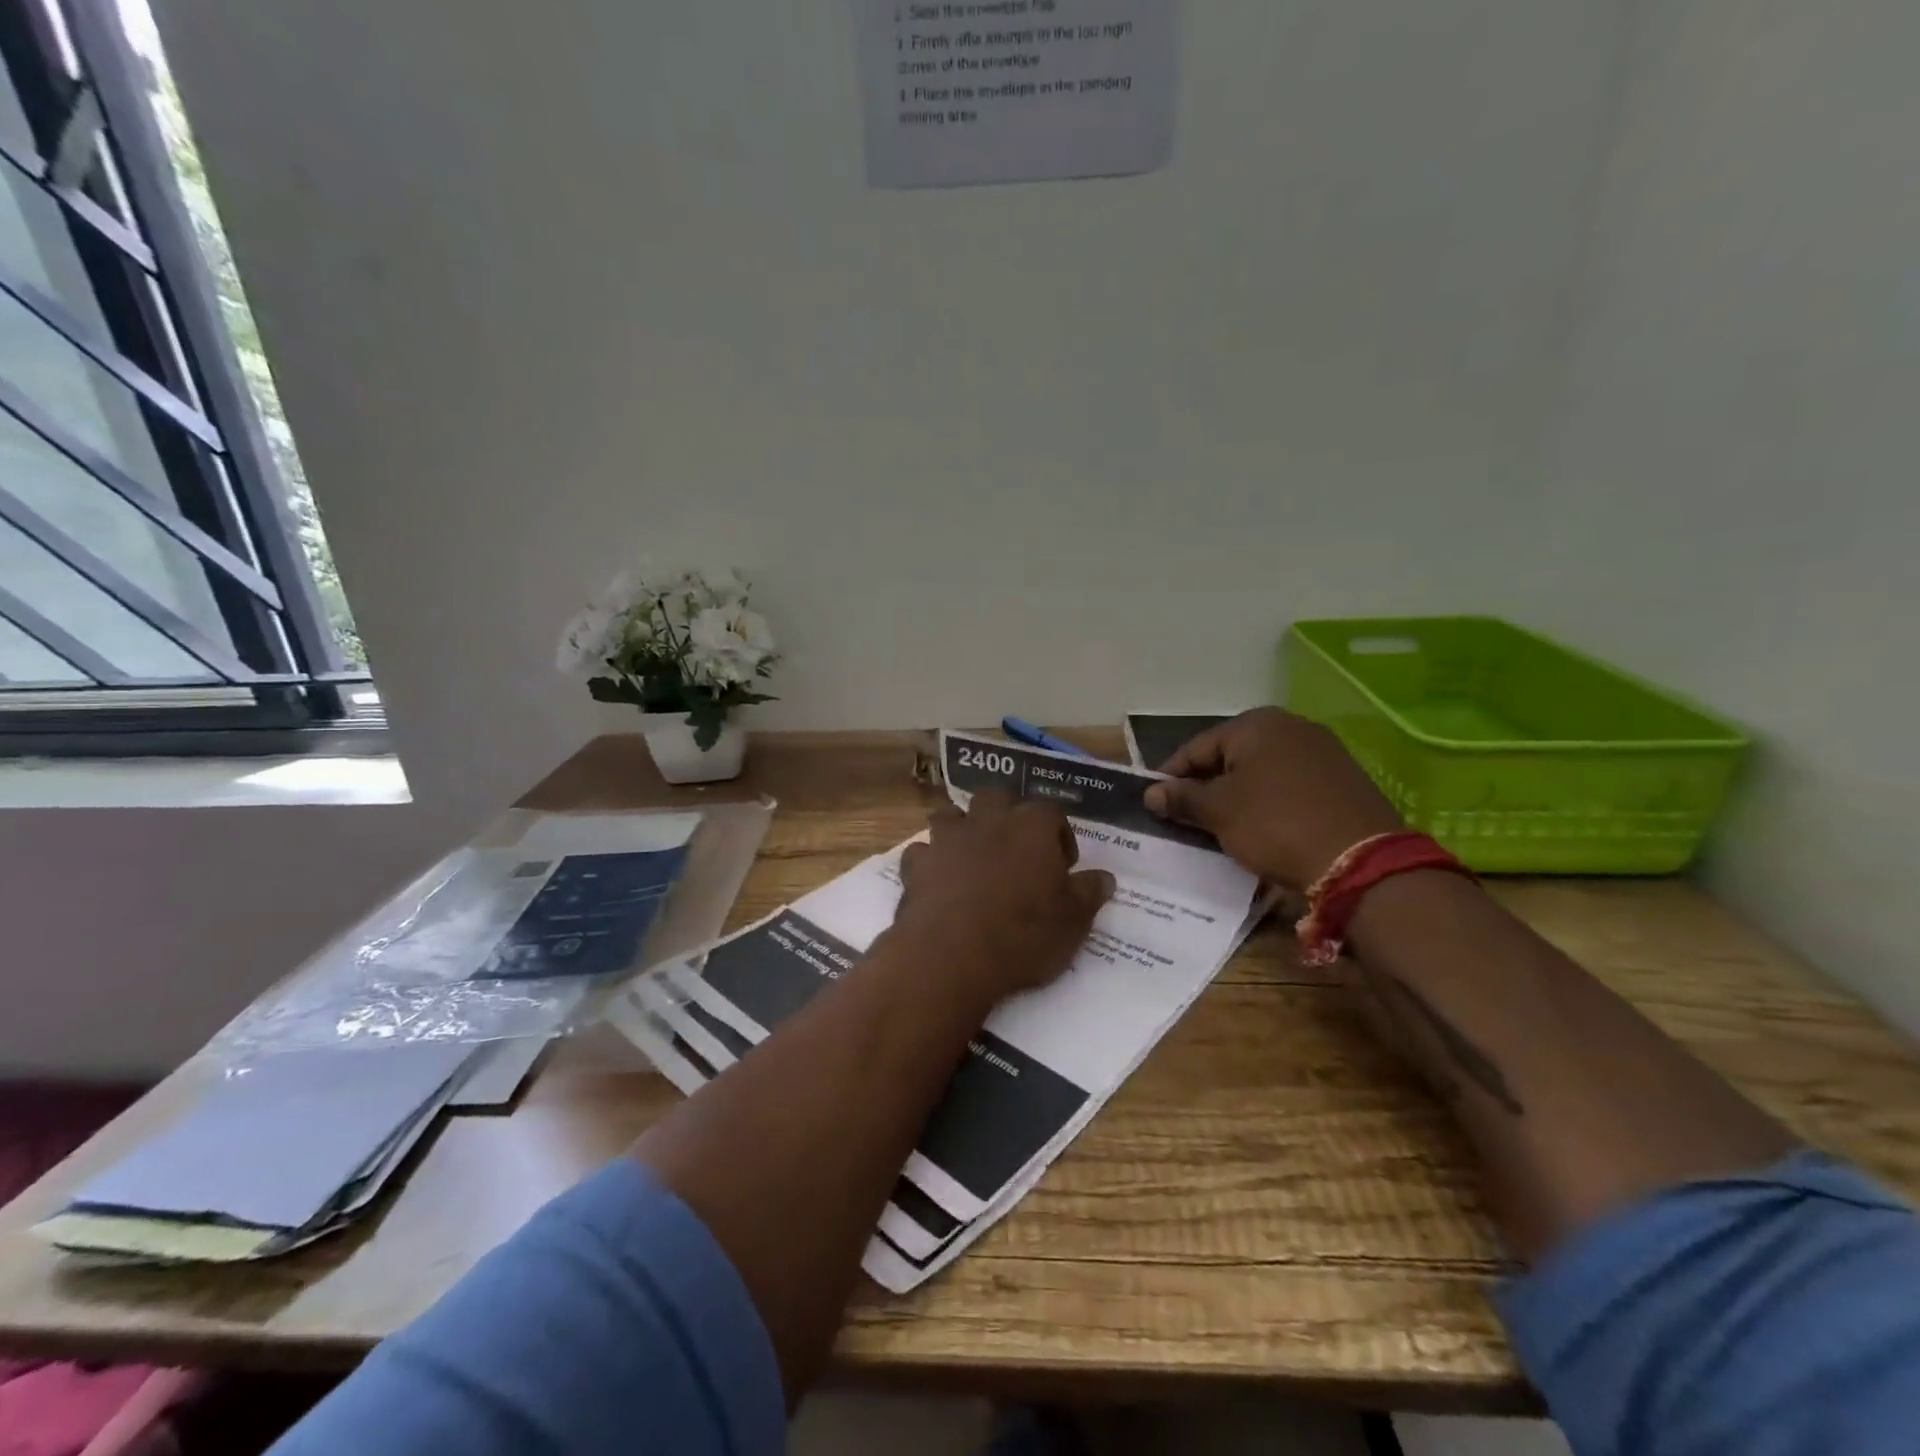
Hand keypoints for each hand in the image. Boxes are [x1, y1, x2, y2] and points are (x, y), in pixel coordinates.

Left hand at [892, 791, 1114, 1011]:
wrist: (951, 955)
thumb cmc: (1023, 934)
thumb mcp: (1074, 921)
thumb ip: (1089, 893)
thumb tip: (1105, 877)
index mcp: (1031, 827)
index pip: (1052, 814)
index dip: (1060, 836)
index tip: (1063, 865)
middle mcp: (988, 820)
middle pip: (997, 798)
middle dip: (1006, 816)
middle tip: (1015, 849)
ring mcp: (947, 838)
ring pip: (952, 815)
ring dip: (962, 829)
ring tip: (972, 857)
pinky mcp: (917, 863)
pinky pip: (922, 851)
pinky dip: (930, 861)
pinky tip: (937, 881)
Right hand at [1142, 709, 1402, 892]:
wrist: (1360, 862)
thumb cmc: (1275, 824)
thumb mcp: (1219, 811)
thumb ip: (1182, 798)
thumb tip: (1151, 793)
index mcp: (1256, 724)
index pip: (1197, 747)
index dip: (1171, 775)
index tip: (1155, 802)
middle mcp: (1291, 727)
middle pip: (1231, 757)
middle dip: (1206, 786)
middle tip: (1186, 817)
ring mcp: (1323, 752)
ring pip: (1262, 772)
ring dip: (1238, 796)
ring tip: (1221, 827)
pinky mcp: (1344, 780)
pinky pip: (1290, 787)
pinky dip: (1270, 804)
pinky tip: (1263, 829)